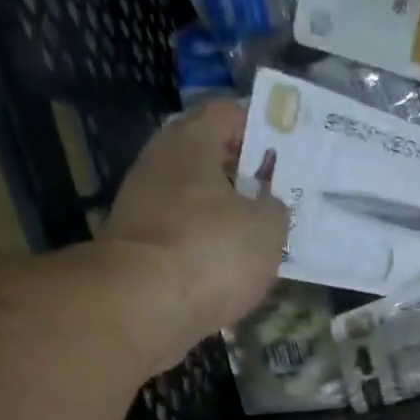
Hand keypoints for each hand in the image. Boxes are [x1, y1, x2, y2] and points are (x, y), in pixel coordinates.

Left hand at [101, 102, 287, 366]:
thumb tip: (267, 205)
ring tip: (253, 238)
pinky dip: (200, 245)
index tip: (283, 153)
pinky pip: (178, 234)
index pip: (227, 114)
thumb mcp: (267, 228)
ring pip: (190, 198)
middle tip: (273, 197)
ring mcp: (140, 205)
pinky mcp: (135, 246)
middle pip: (205, 156)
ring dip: (219, 214)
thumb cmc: (211, 251)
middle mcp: (159, 163)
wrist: (143, 305)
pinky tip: (223, 267)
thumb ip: (274, 207)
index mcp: (191, 141)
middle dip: (239, 174)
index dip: (259, 128)